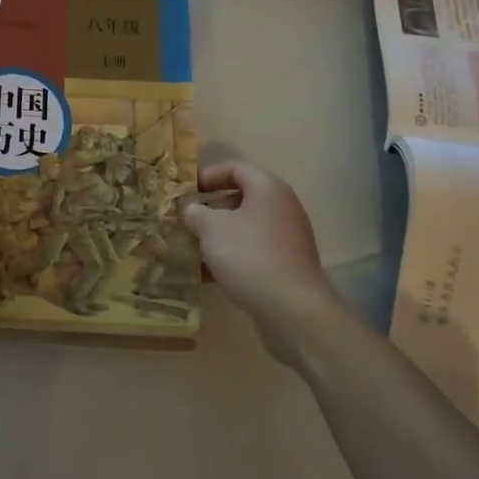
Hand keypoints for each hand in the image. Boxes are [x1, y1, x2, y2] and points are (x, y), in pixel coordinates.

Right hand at [182, 161, 341, 361]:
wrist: (293, 310)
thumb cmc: (249, 256)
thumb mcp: (211, 229)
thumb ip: (195, 213)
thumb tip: (191, 209)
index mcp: (268, 188)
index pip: (235, 168)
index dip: (208, 175)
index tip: (185, 190)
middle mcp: (283, 207)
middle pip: (241, 197)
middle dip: (211, 208)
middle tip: (186, 218)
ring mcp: (288, 237)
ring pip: (246, 227)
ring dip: (219, 234)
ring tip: (192, 246)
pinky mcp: (287, 264)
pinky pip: (254, 250)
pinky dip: (232, 255)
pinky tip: (209, 273)